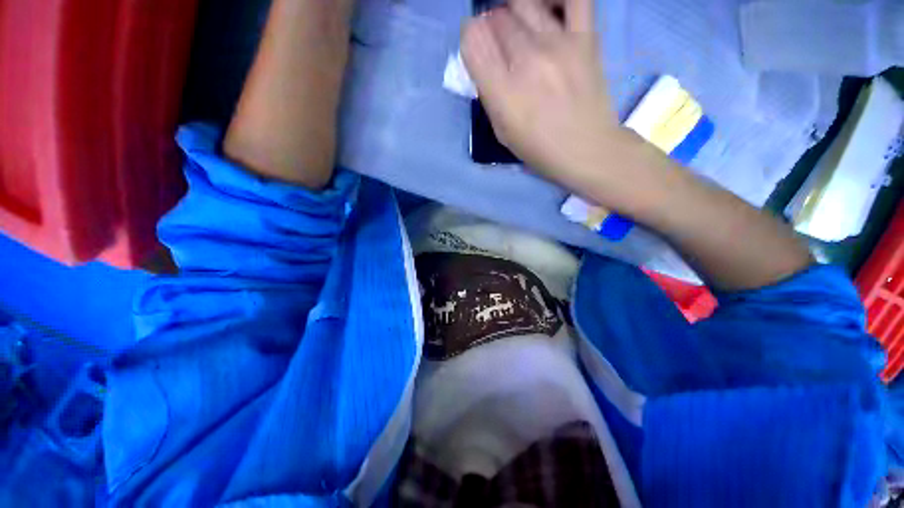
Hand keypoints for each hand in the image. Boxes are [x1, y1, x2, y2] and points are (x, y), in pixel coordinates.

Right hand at [461, 0, 621, 187]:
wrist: (586, 149)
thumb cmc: (539, 149)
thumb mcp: (502, 132)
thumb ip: (490, 95)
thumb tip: (485, 59)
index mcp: (503, 92)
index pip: (473, 39)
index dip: (471, 38)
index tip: (479, 49)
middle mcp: (526, 62)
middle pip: (496, 18)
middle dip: (491, 28)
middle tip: (500, 46)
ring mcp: (557, 45)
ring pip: (523, 4)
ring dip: (514, 13)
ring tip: (520, 31)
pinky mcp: (585, 37)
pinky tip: (547, 9)